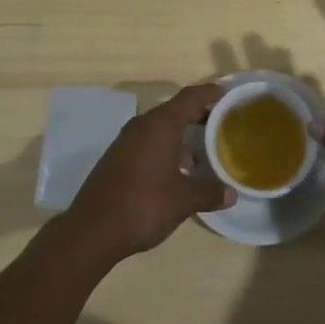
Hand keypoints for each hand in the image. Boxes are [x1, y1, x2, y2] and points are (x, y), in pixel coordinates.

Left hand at [59, 81, 235, 264]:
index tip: (227, 94)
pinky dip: (166, 149)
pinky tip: (177, 171)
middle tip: (221, 124)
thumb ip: (209, 192)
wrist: (93, 230)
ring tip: (203, 153)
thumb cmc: (144, 205)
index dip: (210, 93)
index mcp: (161, 124)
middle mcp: (143, 125)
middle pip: (175, 110)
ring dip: (181, 136)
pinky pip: (148, 143)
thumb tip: (231, 193)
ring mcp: (127, 141)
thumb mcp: (183, 200)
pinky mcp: (117, 157)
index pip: (190, 97)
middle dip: (198, 116)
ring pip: (160, 128)